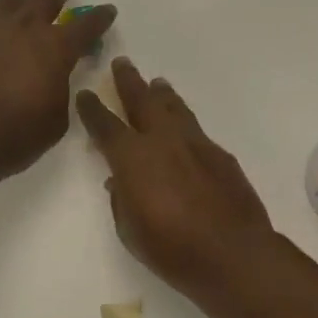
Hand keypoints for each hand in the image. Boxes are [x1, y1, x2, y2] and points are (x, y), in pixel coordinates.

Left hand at [0, 0, 116, 185]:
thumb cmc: (17, 135)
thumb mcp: (56, 119)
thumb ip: (59, 90)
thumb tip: (52, 77)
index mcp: (55, 48)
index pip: (86, 25)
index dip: (100, 17)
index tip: (108, 10)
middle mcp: (24, 30)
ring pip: (9, 2)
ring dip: (22, 3)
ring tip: (23, 8)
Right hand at [75, 58, 274, 296]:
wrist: (232, 254)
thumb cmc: (171, 248)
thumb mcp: (130, 230)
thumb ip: (121, 199)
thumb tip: (119, 182)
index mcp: (132, 158)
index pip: (105, 125)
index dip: (92, 109)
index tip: (85, 95)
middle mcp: (162, 141)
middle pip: (142, 101)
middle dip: (129, 81)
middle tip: (122, 63)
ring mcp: (195, 144)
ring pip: (174, 108)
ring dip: (162, 95)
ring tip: (157, 83)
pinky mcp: (220, 155)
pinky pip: (196, 129)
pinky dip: (184, 122)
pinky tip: (185, 128)